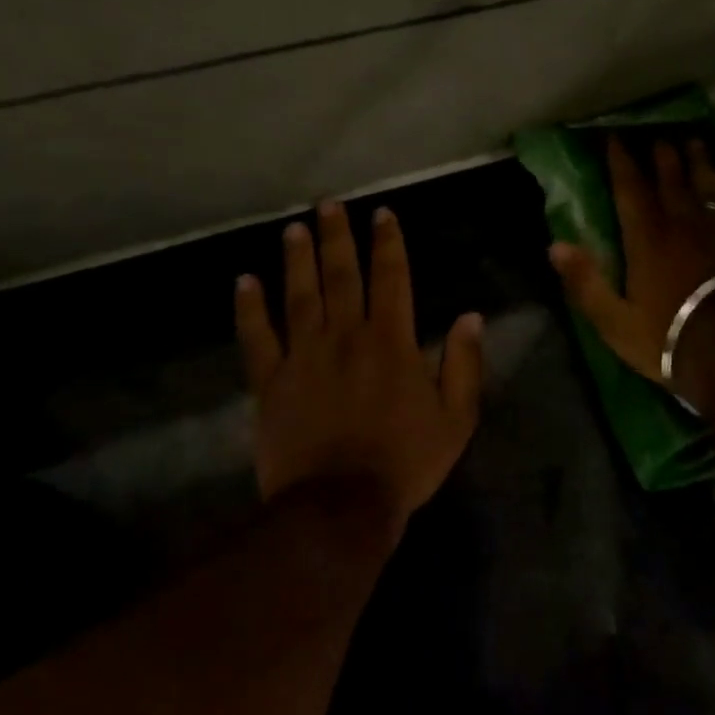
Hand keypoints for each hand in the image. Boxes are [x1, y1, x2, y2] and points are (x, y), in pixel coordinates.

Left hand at [236, 202, 483, 536]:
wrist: (339, 509)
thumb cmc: (405, 463)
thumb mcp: (456, 419)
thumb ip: (463, 364)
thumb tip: (470, 316)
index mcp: (392, 342)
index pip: (391, 278)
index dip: (389, 243)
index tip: (383, 214)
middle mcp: (346, 337)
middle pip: (341, 275)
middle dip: (337, 237)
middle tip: (328, 204)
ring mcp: (304, 357)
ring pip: (300, 296)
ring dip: (297, 259)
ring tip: (294, 228)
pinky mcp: (271, 382)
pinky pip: (257, 338)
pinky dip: (249, 309)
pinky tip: (244, 282)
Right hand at [549, 135, 714, 411]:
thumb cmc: (666, 336)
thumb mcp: (614, 320)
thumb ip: (585, 282)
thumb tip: (555, 245)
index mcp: (646, 239)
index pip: (630, 190)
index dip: (621, 163)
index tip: (615, 140)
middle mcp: (679, 224)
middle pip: (668, 179)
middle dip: (660, 155)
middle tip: (655, 136)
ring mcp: (713, 231)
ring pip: (702, 185)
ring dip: (696, 161)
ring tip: (692, 142)